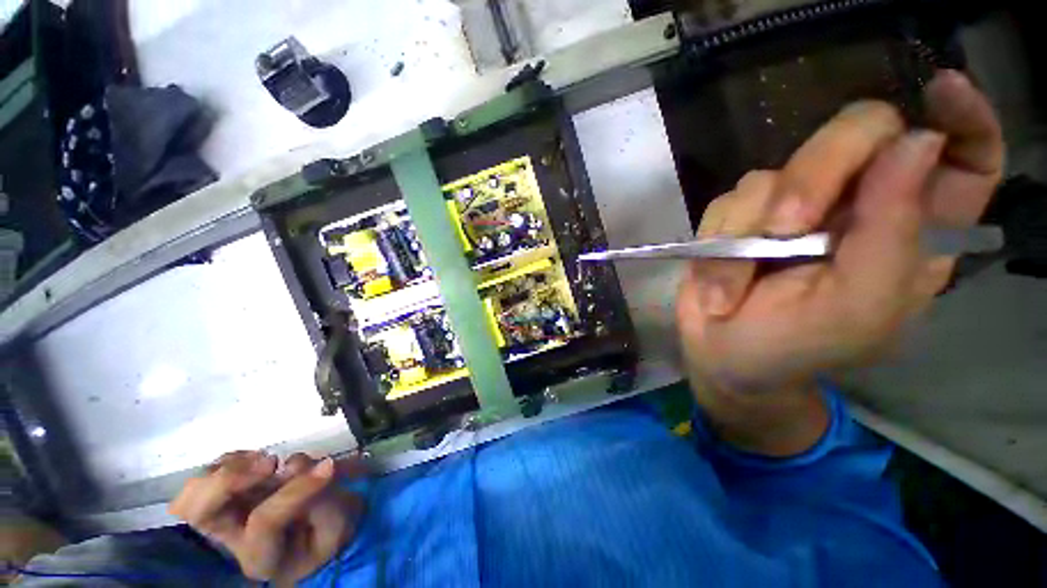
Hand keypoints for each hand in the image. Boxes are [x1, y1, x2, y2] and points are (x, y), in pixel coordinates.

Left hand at [169, 451, 365, 585]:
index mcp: (261, 557)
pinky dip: (232, 459)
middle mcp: (230, 540)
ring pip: (195, 491)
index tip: (328, 467)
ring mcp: (221, 517)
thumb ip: (326, 501)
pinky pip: (208, 473)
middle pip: (201, 514)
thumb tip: (322, 467)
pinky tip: (259, 459)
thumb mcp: (334, 527)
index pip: (265, 522)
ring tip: (268, 461)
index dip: (296, 490)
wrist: (309, 539)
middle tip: (271, 463)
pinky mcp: (222, 498)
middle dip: (230, 480)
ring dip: (231, 467)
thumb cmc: (324, 535)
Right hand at [676, 71, 1002, 454]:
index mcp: (911, 233)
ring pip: (777, 170)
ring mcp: (793, 207)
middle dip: (817, 174)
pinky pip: (729, 199)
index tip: (942, 88)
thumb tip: (916, 142)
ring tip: (739, 281)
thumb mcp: (857, 306)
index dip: (963, 116)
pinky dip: (718, 238)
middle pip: (860, 136)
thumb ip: (894, 232)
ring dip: (749, 225)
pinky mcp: (741, 216)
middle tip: (785, 228)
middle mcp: (858, 206)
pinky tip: (720, 276)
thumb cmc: (794, 347)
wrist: (722, 356)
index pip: (963, 159)